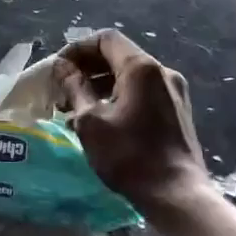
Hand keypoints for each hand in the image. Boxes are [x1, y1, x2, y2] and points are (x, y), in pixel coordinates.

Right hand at [59, 30, 209, 213]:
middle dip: (86, 69)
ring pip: (129, 77)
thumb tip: (62, 67)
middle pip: (118, 56)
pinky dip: (117, 99)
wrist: (177, 195)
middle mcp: (162, 72)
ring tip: (73, 109)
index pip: (106, 39)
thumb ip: (75, 88)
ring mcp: (173, 92)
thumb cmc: (129, 155)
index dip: (77, 49)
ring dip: (99, 86)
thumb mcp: (91, 121)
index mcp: (142, 68)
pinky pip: (141, 94)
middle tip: (61, 90)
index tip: (58, 70)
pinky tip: (98, 121)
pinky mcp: (176, 112)